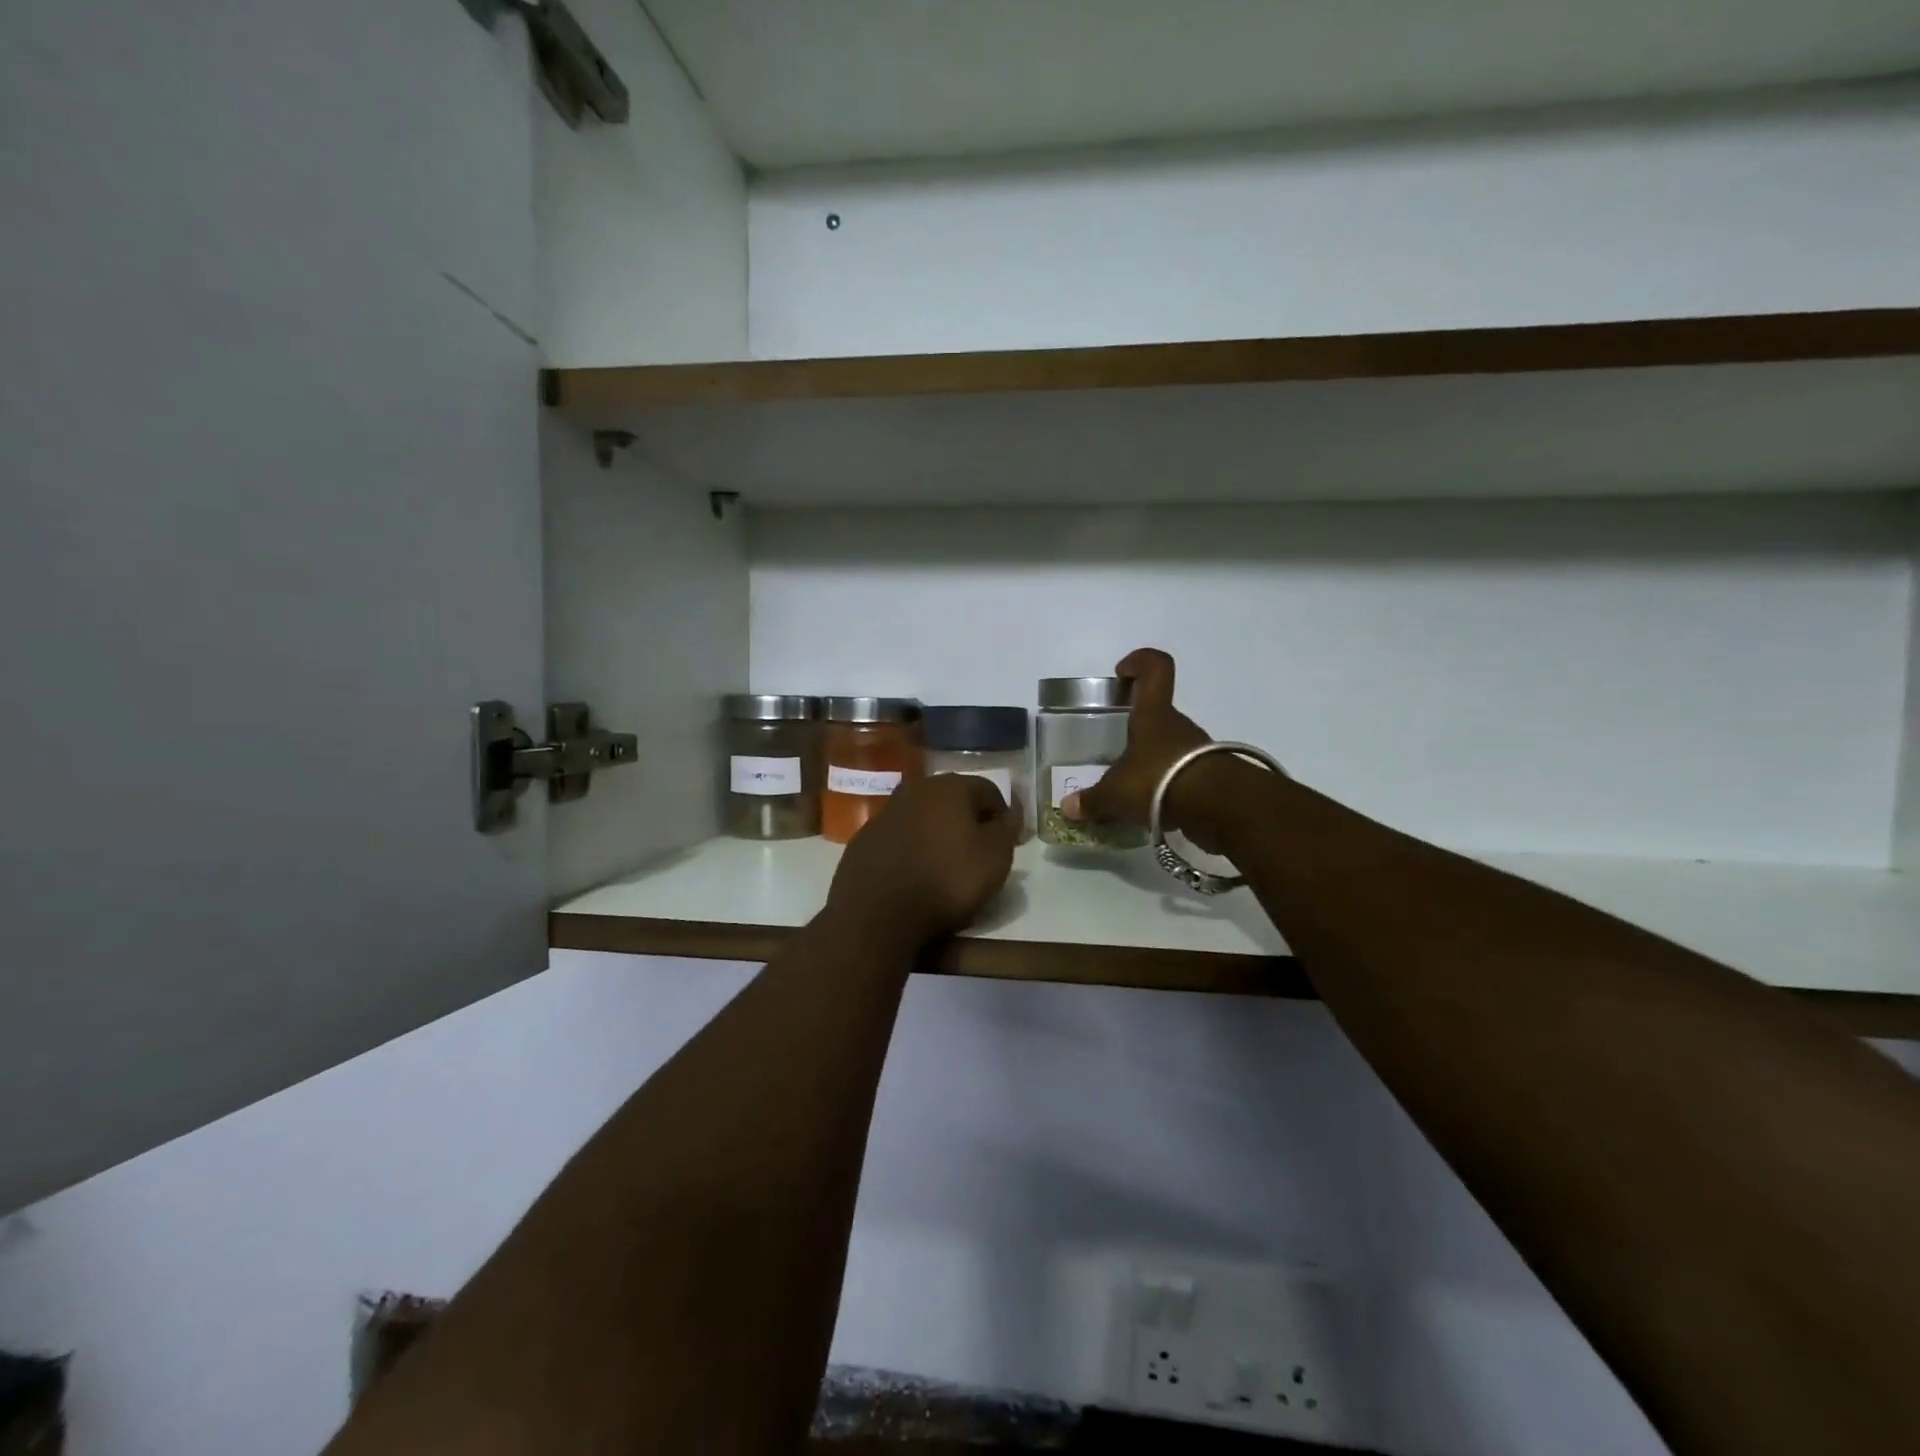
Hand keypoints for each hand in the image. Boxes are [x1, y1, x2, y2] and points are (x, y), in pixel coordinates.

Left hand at [824, 773, 1017, 947]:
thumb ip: (1006, 829)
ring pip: (923, 816)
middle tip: (977, 853)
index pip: (989, 791)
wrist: (877, 912)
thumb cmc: (947, 880)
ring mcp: (885, 813)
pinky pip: (898, 837)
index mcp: (950, 787)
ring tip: (944, 865)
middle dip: (967, 821)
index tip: (1007, 843)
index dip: (1002, 816)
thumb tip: (1010, 814)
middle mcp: (916, 789)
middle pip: (953, 800)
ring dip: (937, 833)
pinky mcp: (864, 838)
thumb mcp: (995, 857)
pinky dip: (911, 848)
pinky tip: (914, 874)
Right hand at [1061, 648, 1227, 848]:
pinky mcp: (1211, 778)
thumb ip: (1092, 801)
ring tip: (1131, 790)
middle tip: (1115, 753)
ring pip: (1170, 748)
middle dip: (1137, 730)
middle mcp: (1178, 726)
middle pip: (1158, 715)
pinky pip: (1182, 776)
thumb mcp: (1116, 794)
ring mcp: (1198, 751)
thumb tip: (1068, 808)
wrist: (1219, 808)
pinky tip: (1152, 809)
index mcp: (1153, 715)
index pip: (1156, 669)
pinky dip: (1167, 789)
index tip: (1122, 673)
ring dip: (1153, 763)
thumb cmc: (1159, 781)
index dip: (1140, 662)